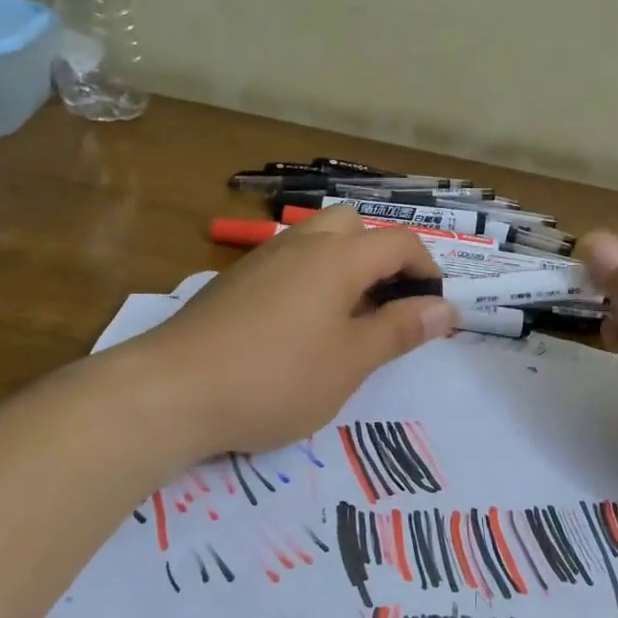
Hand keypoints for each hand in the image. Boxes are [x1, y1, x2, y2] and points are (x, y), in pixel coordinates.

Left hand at [131, 207, 454, 456]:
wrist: (172, 391)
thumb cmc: (277, 378)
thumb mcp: (350, 362)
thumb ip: (400, 331)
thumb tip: (445, 308)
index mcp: (338, 257)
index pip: (400, 242)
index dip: (427, 270)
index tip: (434, 309)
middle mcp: (300, 244)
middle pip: (353, 226)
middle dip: (380, 257)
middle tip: (385, 306)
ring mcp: (261, 260)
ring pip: (316, 241)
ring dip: (343, 267)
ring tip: (346, 320)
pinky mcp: (234, 282)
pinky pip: (286, 264)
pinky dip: (309, 280)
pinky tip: (298, 329)